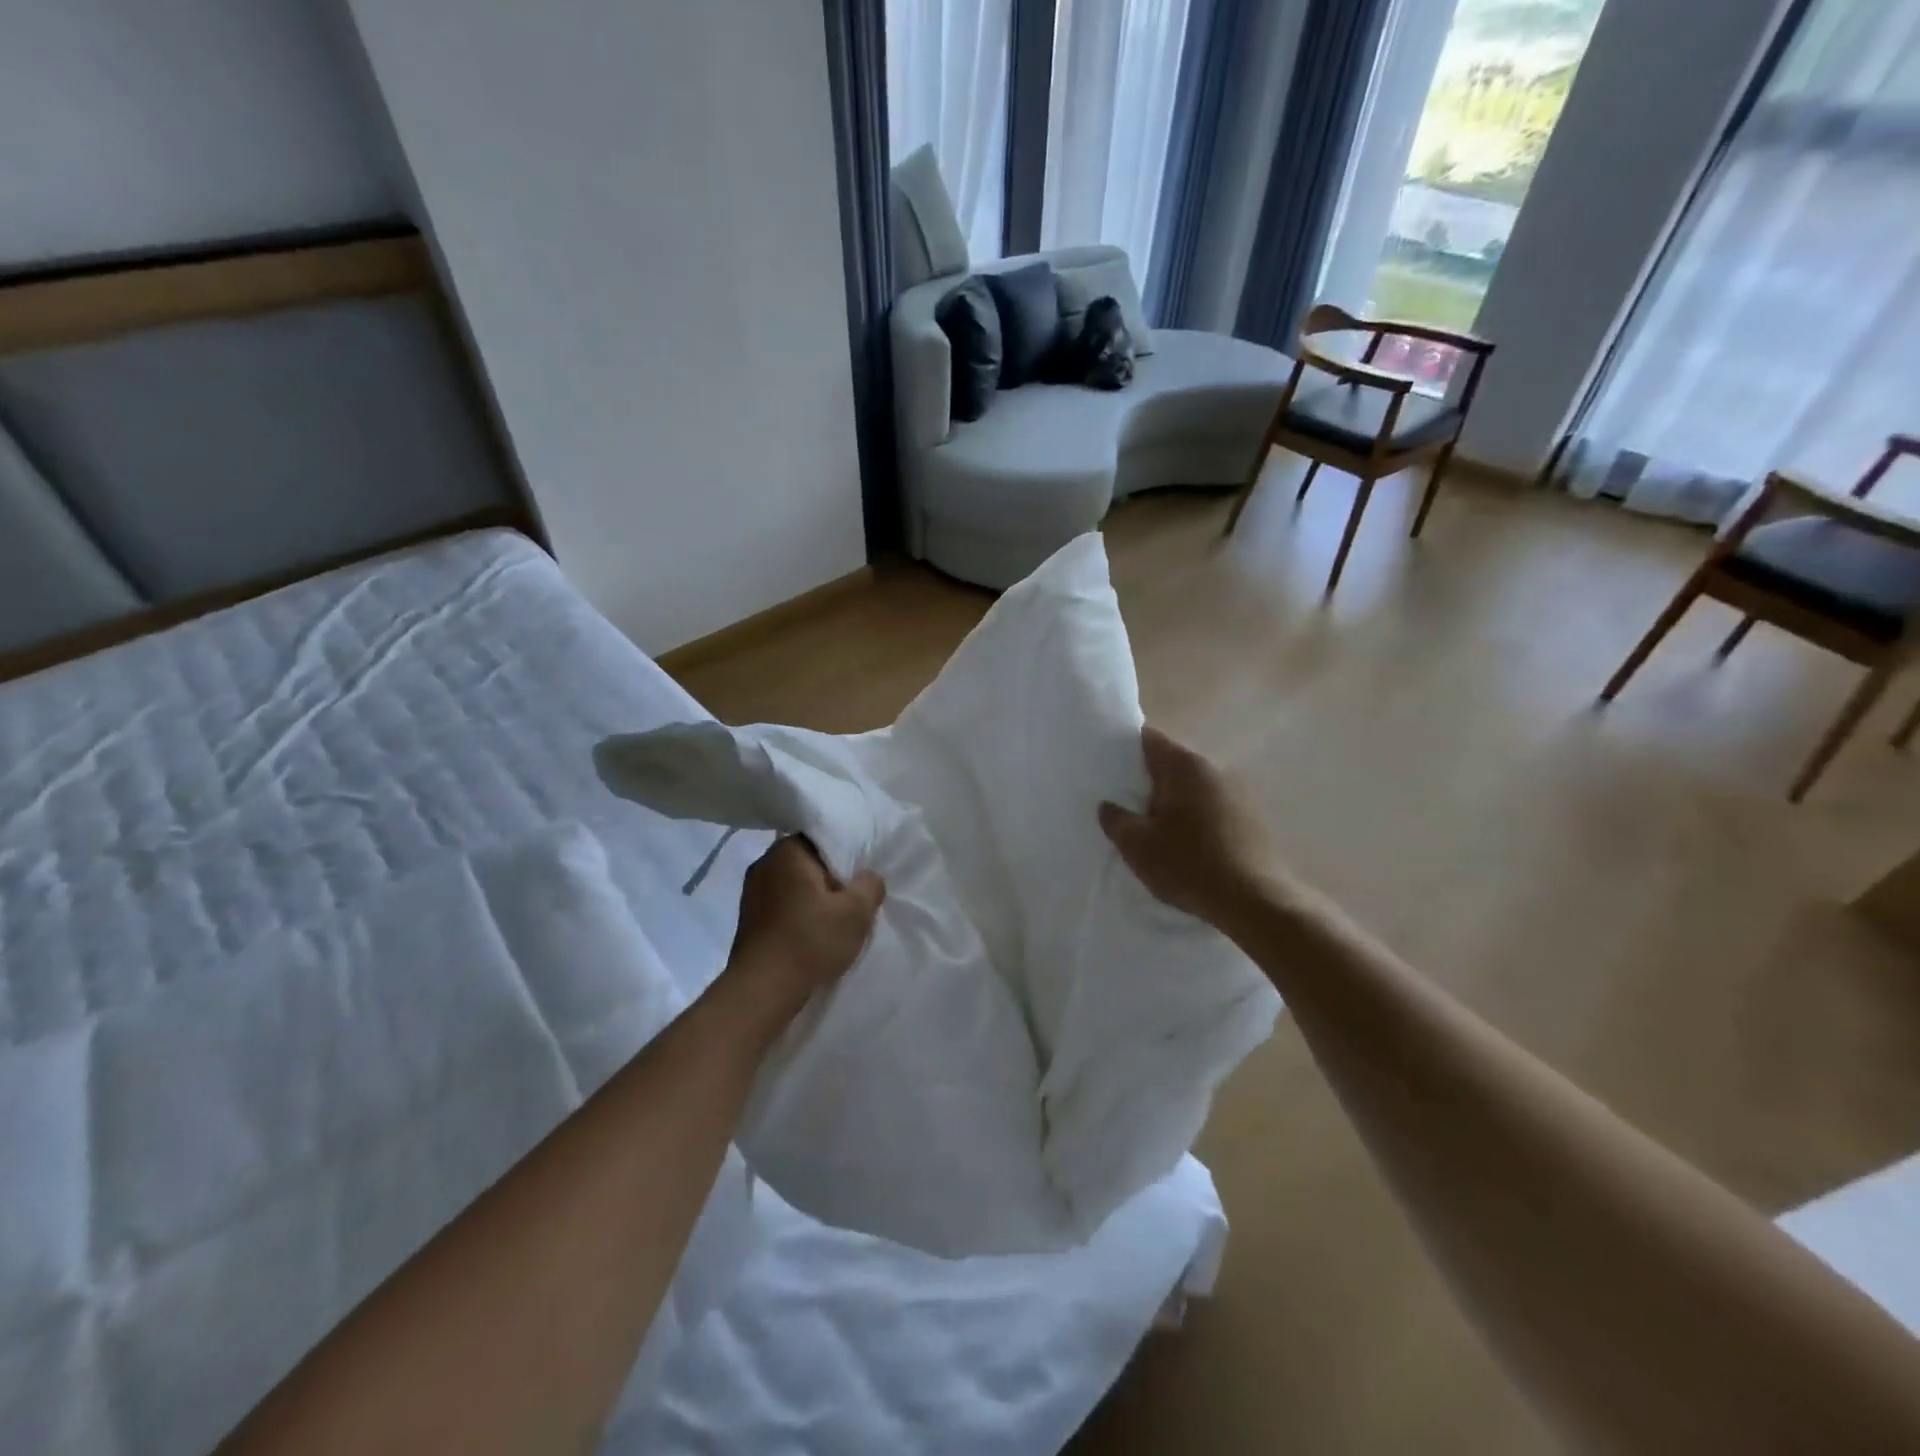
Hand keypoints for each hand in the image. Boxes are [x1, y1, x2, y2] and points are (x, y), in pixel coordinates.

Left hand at [725, 837, 884, 1017]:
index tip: (862, 876)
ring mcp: (751, 891)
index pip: (824, 837)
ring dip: (815, 898)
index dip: (848, 855)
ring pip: (795, 884)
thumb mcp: (856, 912)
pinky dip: (799, 914)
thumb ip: (869, 885)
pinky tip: (813, 934)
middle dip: (832, 878)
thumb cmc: (810, 941)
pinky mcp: (748, 918)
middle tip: (854, 900)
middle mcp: (765, 862)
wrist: (762, 990)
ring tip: (836, 920)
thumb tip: (868, 877)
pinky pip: (782, 904)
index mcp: (788, 850)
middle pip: (809, 861)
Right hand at [1099, 726, 1282, 933]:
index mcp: (1185, 766)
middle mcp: (1214, 768)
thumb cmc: (1189, 865)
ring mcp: (1238, 791)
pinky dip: (1194, 815)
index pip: (1149, 739)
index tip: (1108, 764)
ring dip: (1173, 799)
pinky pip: (1211, 805)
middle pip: (1172, 762)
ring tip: (1152, 824)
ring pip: (1192, 786)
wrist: (1255, 902)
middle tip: (1123, 800)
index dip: (1125, 747)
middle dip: (1148, 778)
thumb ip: (1116, 820)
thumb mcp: (1138, 846)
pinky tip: (1185, 840)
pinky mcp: (1251, 816)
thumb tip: (1108, 806)